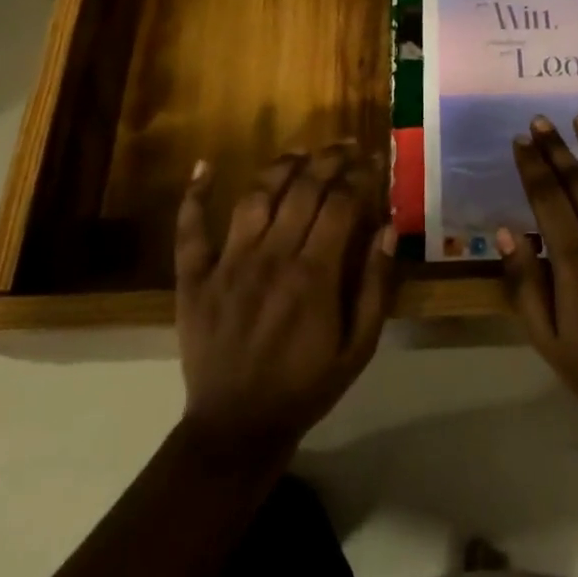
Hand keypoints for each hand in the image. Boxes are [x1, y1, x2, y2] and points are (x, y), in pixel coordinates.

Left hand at [175, 143, 396, 461]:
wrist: (236, 430)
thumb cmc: (306, 387)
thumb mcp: (359, 347)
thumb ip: (376, 285)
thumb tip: (387, 226)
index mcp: (314, 275)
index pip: (340, 203)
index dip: (359, 175)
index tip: (372, 162)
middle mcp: (271, 257)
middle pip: (302, 188)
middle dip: (328, 159)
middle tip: (345, 147)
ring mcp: (228, 263)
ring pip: (255, 196)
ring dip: (280, 166)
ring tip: (300, 152)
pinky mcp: (194, 277)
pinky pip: (190, 229)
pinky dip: (194, 195)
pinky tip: (205, 165)